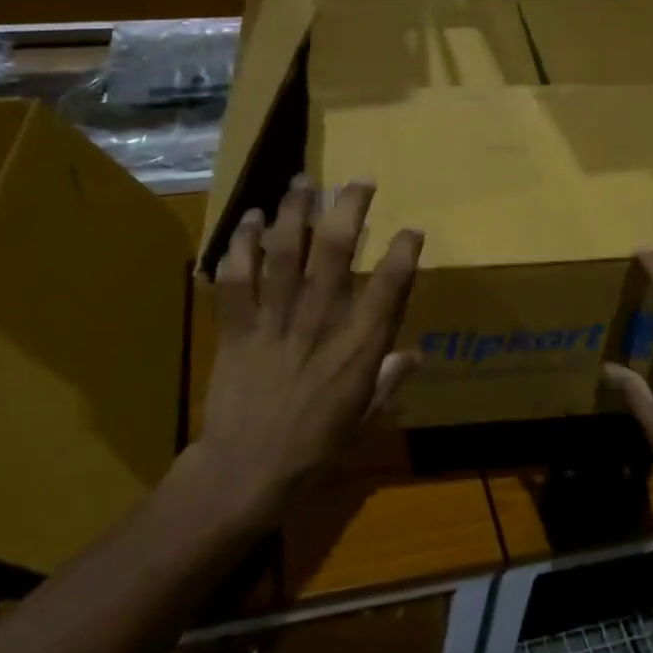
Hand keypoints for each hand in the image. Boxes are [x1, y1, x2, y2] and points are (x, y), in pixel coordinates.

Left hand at [195, 177, 422, 515]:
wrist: (246, 471)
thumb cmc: (313, 449)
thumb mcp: (363, 419)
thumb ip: (389, 381)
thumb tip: (416, 354)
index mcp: (357, 347)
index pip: (389, 287)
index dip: (404, 252)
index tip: (411, 229)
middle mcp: (319, 320)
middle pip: (337, 251)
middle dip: (350, 209)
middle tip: (358, 181)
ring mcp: (275, 319)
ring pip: (286, 251)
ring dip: (296, 211)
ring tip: (303, 182)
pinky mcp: (237, 325)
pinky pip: (237, 276)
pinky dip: (242, 244)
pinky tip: (251, 219)